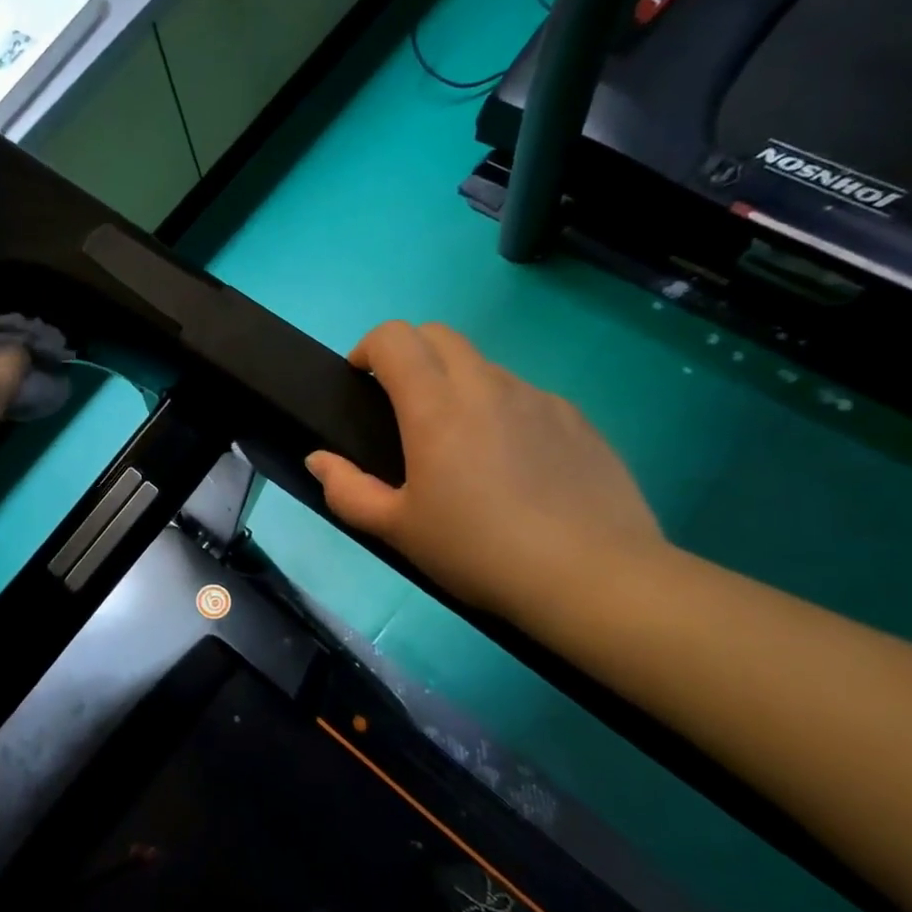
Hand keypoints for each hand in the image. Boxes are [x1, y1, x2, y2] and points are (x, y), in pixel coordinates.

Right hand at [305, 322, 665, 626]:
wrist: (592, 577)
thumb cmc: (478, 551)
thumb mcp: (397, 530)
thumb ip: (347, 490)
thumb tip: (319, 460)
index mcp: (436, 406)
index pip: (395, 338)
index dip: (368, 348)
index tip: (360, 382)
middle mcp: (486, 386)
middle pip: (439, 335)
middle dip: (409, 353)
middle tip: (401, 405)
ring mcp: (537, 397)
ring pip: (483, 365)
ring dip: (456, 383)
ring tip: (459, 444)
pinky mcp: (576, 418)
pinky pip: (524, 396)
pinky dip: (501, 409)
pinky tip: (511, 465)